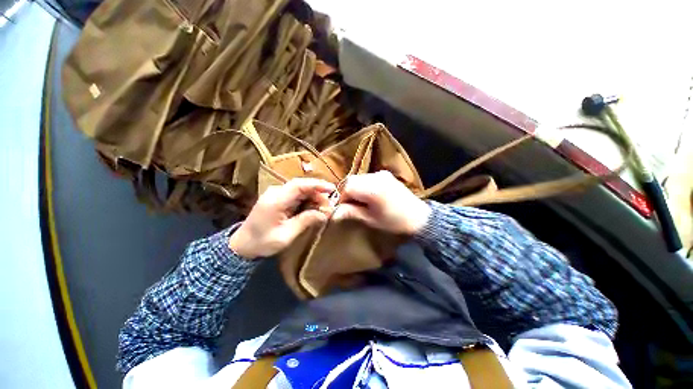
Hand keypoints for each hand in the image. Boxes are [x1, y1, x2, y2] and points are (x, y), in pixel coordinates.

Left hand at [229, 178, 334, 258]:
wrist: (242, 244)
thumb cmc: (262, 242)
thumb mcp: (286, 235)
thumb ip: (305, 221)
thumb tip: (324, 213)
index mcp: (276, 200)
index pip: (299, 185)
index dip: (316, 185)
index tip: (332, 189)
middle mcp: (276, 192)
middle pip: (302, 186)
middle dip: (318, 194)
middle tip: (329, 207)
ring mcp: (277, 194)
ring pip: (301, 190)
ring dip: (314, 197)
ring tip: (323, 209)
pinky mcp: (279, 198)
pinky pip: (297, 195)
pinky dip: (307, 200)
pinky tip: (314, 209)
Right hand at [332, 171, 430, 234]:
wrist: (419, 217)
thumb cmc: (394, 222)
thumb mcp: (370, 219)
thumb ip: (351, 212)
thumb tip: (334, 213)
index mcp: (372, 188)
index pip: (347, 186)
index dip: (341, 197)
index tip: (342, 208)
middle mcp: (376, 176)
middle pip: (352, 180)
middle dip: (346, 192)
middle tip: (349, 205)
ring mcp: (382, 174)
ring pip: (359, 178)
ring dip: (354, 188)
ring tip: (358, 201)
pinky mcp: (386, 175)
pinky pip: (367, 177)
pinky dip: (362, 185)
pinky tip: (367, 196)